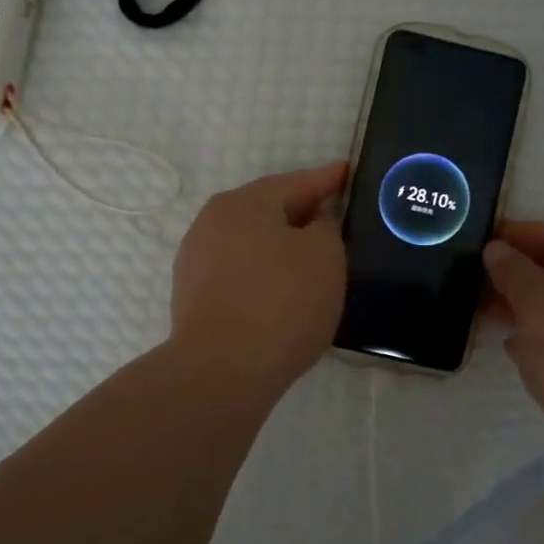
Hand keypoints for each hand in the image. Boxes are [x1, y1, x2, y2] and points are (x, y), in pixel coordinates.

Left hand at [170, 161, 349, 395]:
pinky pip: (240, 272)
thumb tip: (315, 221)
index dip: (328, 179)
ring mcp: (197, 260)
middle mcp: (212, 222)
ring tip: (315, 260)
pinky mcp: (193, 296)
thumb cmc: (281, 302)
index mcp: (243, 203)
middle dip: (304, 214)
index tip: (350, 172)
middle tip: (339, 220)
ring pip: (252, 242)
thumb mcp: (324, 256)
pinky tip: (284, 291)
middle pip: (269, 210)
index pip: (296, 182)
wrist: (221, 371)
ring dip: (282, 247)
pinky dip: (265, 274)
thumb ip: (326, 227)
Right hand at [483, 221, 543, 428]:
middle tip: (478, 280)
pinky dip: (542, 338)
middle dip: (518, 274)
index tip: (482, 241)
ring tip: (488, 313)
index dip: (518, 234)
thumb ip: (512, 269)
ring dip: (526, 308)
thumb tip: (496, 249)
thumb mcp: (537, 300)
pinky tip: (515, 348)